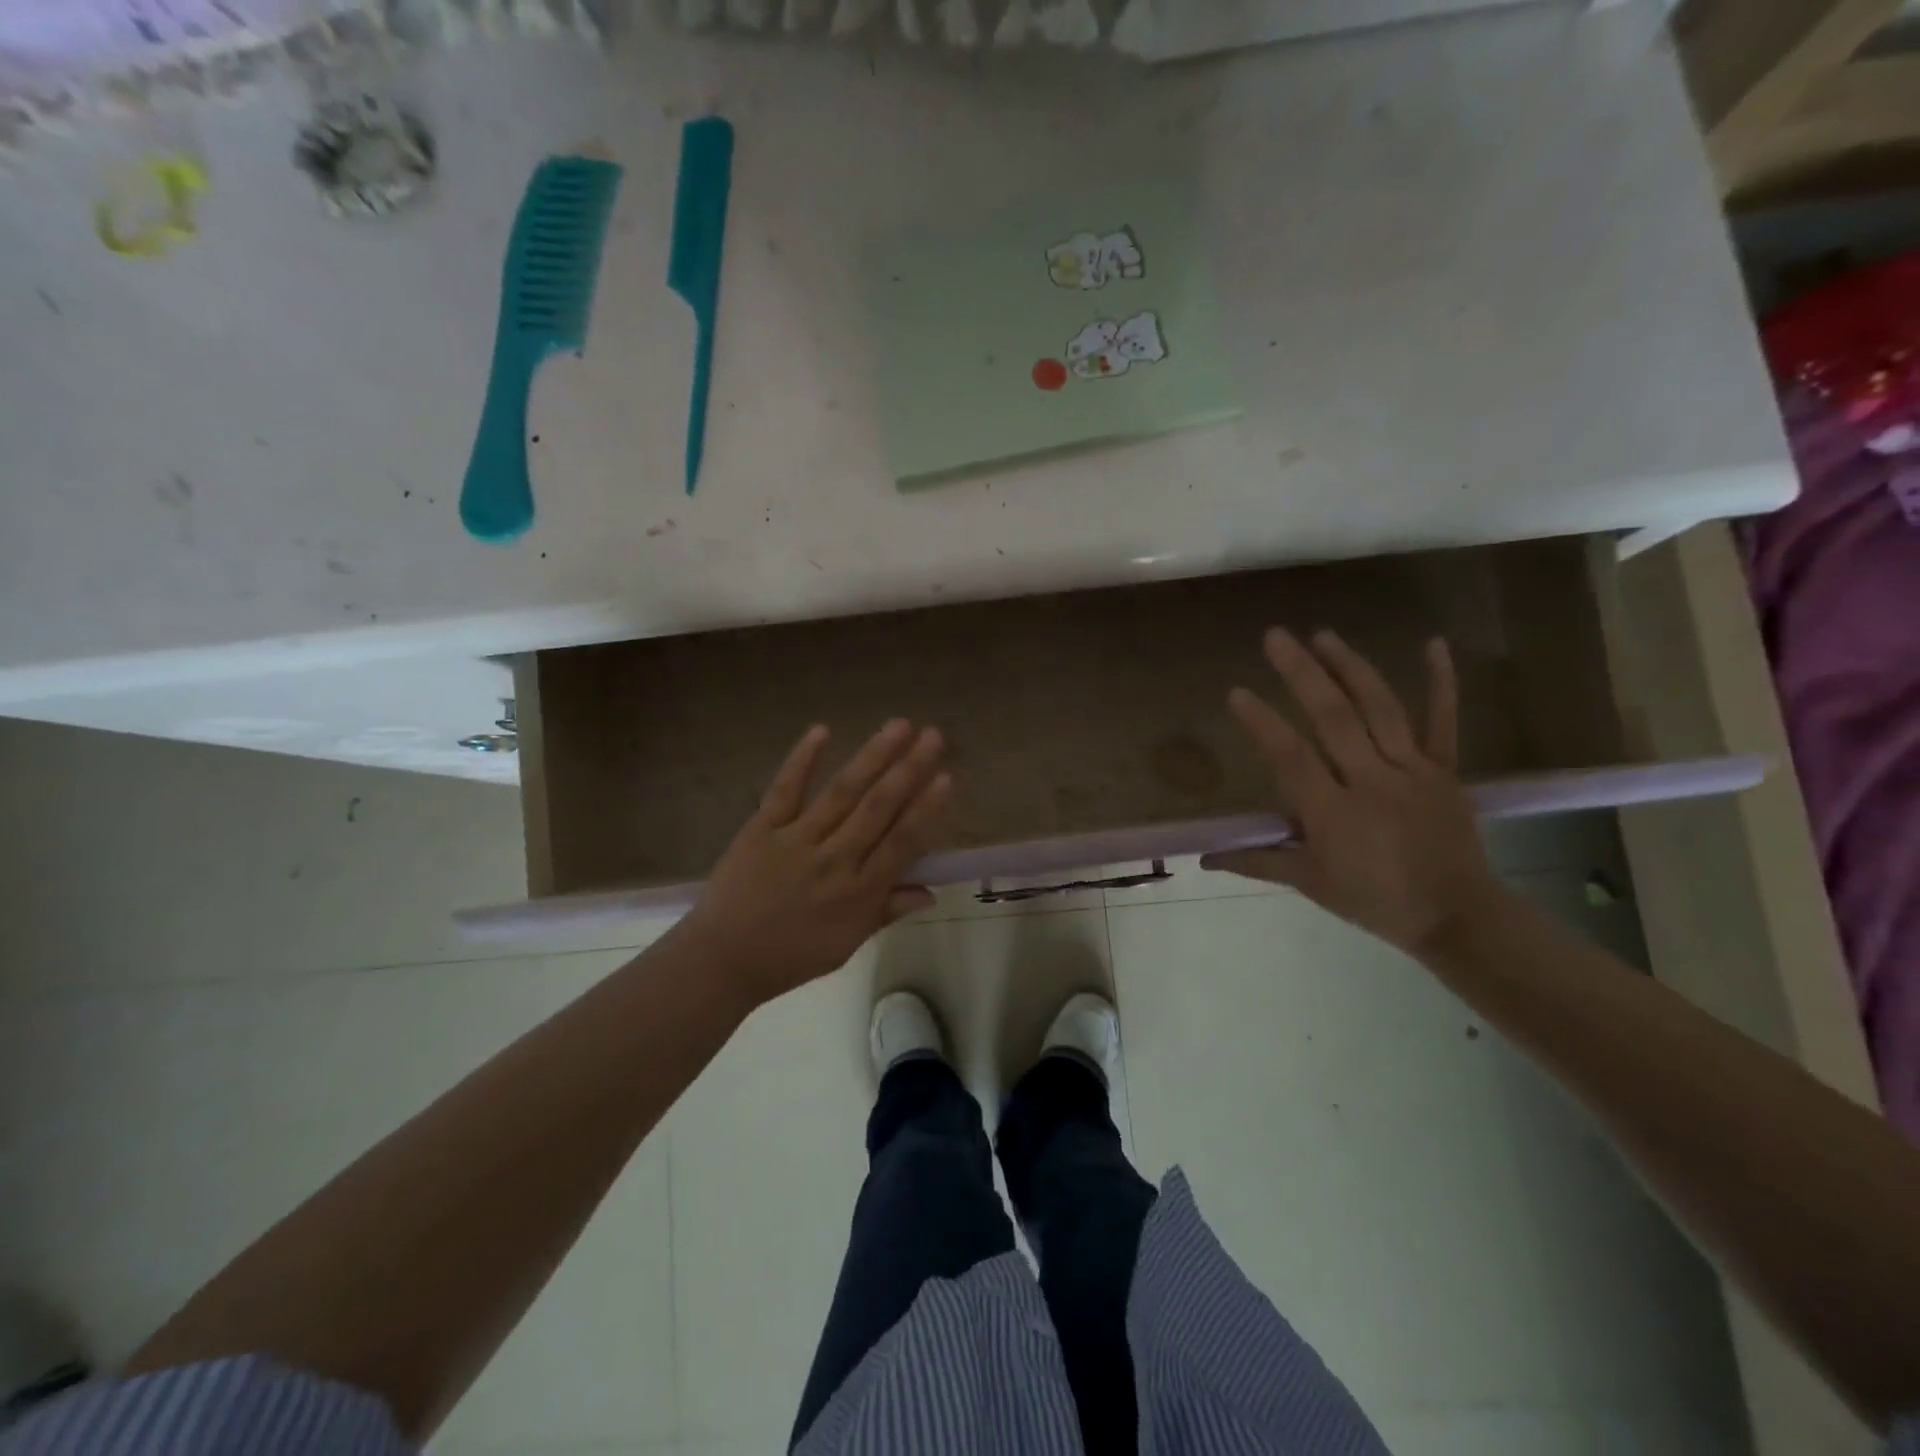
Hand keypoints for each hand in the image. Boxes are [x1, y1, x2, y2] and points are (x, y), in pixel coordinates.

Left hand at [679, 719, 952, 1007]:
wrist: (722, 959)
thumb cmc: (791, 956)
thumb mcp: (847, 944)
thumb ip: (888, 911)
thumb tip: (931, 891)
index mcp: (858, 892)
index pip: (901, 843)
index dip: (925, 809)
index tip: (947, 776)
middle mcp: (833, 860)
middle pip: (877, 808)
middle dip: (908, 770)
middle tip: (933, 735)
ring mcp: (796, 840)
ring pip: (841, 792)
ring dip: (872, 756)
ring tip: (898, 725)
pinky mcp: (762, 828)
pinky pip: (785, 789)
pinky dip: (802, 760)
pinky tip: (822, 730)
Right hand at [1202, 629, 1503, 956]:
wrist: (1458, 916)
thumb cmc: (1375, 901)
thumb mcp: (1311, 884)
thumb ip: (1258, 862)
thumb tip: (1204, 857)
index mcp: (1334, 813)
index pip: (1291, 758)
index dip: (1263, 723)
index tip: (1237, 692)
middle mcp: (1372, 782)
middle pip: (1334, 718)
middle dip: (1302, 673)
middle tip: (1276, 636)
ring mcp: (1412, 771)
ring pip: (1381, 709)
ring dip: (1350, 667)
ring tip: (1322, 635)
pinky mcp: (1444, 770)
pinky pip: (1443, 722)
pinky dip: (1442, 682)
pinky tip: (1432, 643)